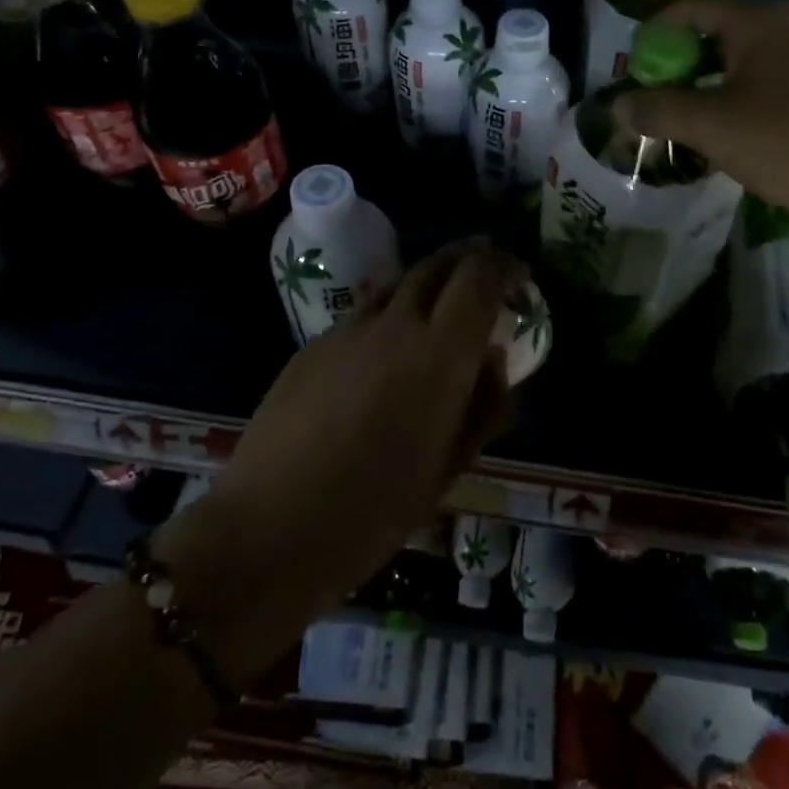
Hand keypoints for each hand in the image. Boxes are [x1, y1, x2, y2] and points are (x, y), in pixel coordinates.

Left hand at [153, 245, 524, 679]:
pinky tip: (385, 353)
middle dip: (468, 261)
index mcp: (440, 352)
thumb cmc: (375, 509)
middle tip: (484, 281)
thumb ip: (483, 405)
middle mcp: (396, 323)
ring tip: (438, 312)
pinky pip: (365, 313)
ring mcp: (348, 329)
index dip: (504, 265)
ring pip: (399, 282)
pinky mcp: (313, 344)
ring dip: (428, 284)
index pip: (480, 275)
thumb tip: (492, 359)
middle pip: (438, 264)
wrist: (270, 527)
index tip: (518, 276)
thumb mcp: (450, 467)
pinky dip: (391, 315)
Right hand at [614, 0, 788, 235]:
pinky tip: (754, 133)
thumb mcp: (712, 128)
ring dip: (723, 82)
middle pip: (726, 31)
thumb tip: (618, 105)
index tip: (637, 63)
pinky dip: (757, 95)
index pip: (694, 8)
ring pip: (758, 58)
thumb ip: (659, 111)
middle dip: (689, 62)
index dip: (657, 30)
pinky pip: (786, 79)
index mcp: (761, 21)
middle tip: (666, 97)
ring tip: (704, 120)